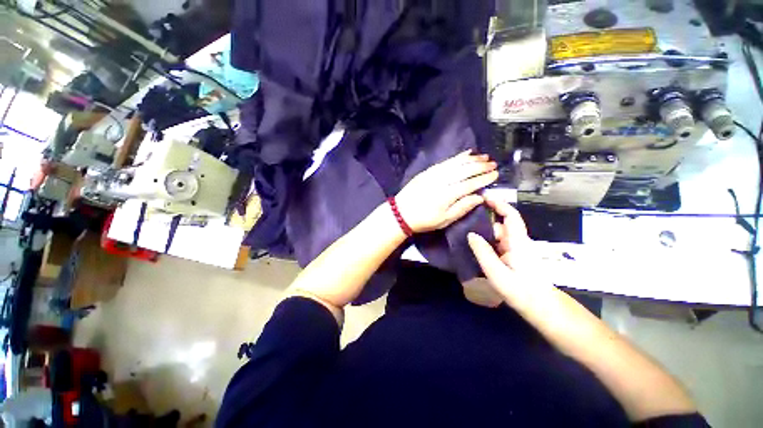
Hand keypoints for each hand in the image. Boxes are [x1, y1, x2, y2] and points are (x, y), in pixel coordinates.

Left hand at [395, 151, 497, 232]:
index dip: (483, 179)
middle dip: (480, 166)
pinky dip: (457, 157)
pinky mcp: (428, 171)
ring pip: (456, 163)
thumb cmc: (424, 220)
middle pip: (464, 171)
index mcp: (447, 195)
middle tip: (493, 164)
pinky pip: (445, 161)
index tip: (495, 174)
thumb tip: (479, 197)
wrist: (401, 213)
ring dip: (471, 159)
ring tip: (484, 156)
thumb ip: (462, 208)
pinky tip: (465, 154)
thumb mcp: (444, 220)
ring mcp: (434, 174)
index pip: (470, 184)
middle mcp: (442, 181)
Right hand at [467, 194, 533, 297]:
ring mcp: (515, 250)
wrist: (541, 307)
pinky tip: (474, 249)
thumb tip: (470, 234)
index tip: (483, 197)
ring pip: (497, 235)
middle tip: (463, 222)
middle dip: (483, 222)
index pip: (510, 215)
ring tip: (464, 236)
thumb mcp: (497, 273)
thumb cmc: (521, 291)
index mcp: (518, 242)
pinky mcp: (513, 257)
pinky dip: (486, 243)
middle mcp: (517, 242)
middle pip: (500, 225)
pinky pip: (497, 244)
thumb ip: (483, 252)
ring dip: (483, 234)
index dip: (498, 203)